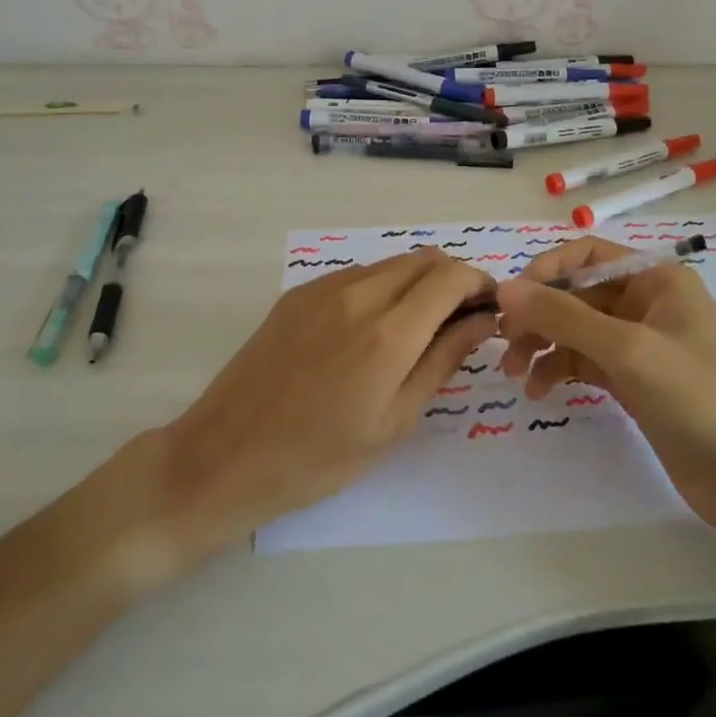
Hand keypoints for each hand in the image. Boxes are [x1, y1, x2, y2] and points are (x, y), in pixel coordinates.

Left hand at [160, 248, 497, 547]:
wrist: (225, 456)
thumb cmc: (318, 457)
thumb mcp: (394, 420)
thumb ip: (443, 360)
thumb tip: (483, 321)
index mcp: (388, 332)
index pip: (451, 277)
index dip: (480, 284)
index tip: (490, 310)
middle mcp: (358, 294)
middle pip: (424, 259)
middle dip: (453, 280)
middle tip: (460, 321)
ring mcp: (323, 288)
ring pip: (391, 264)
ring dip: (418, 282)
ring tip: (418, 328)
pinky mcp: (298, 294)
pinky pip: (357, 275)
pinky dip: (382, 288)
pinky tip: (372, 329)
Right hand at [496, 236, 715, 531]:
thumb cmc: (698, 396)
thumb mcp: (628, 349)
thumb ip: (563, 316)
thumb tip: (504, 288)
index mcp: (655, 278)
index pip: (586, 254)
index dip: (546, 271)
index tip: (511, 300)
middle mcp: (645, 302)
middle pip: (576, 292)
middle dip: (538, 314)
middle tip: (505, 343)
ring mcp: (638, 344)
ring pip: (575, 329)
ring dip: (542, 344)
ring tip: (515, 373)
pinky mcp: (632, 381)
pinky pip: (583, 362)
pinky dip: (558, 370)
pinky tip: (540, 391)